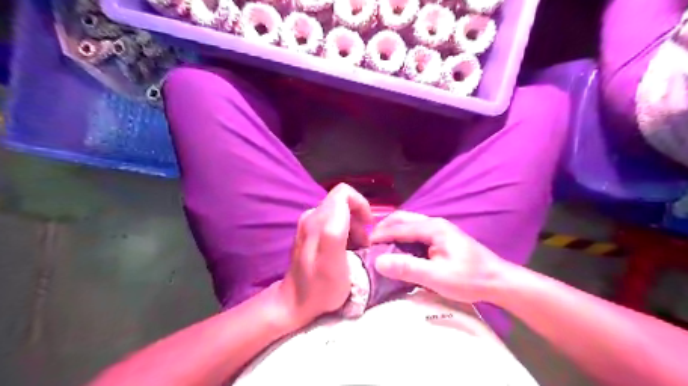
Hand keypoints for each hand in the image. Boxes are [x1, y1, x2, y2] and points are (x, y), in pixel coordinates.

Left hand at [276, 182, 370, 324]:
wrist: (295, 302)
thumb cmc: (320, 287)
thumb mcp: (333, 261)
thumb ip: (337, 231)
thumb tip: (347, 209)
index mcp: (319, 220)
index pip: (344, 193)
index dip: (361, 204)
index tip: (369, 227)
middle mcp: (312, 216)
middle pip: (343, 202)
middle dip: (359, 219)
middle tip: (364, 243)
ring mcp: (309, 224)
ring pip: (339, 213)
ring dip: (353, 228)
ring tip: (357, 249)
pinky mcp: (309, 232)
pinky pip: (333, 223)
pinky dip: (345, 233)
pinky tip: (346, 251)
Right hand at [371, 211, 509, 304]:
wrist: (498, 281)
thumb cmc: (469, 279)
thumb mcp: (437, 278)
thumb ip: (407, 268)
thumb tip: (378, 262)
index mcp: (433, 228)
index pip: (399, 227)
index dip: (379, 235)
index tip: (364, 245)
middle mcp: (434, 223)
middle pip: (402, 219)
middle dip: (384, 228)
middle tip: (370, 243)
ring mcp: (439, 229)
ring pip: (408, 224)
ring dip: (392, 231)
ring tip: (379, 245)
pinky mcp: (441, 237)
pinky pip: (415, 232)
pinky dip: (401, 237)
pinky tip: (398, 248)